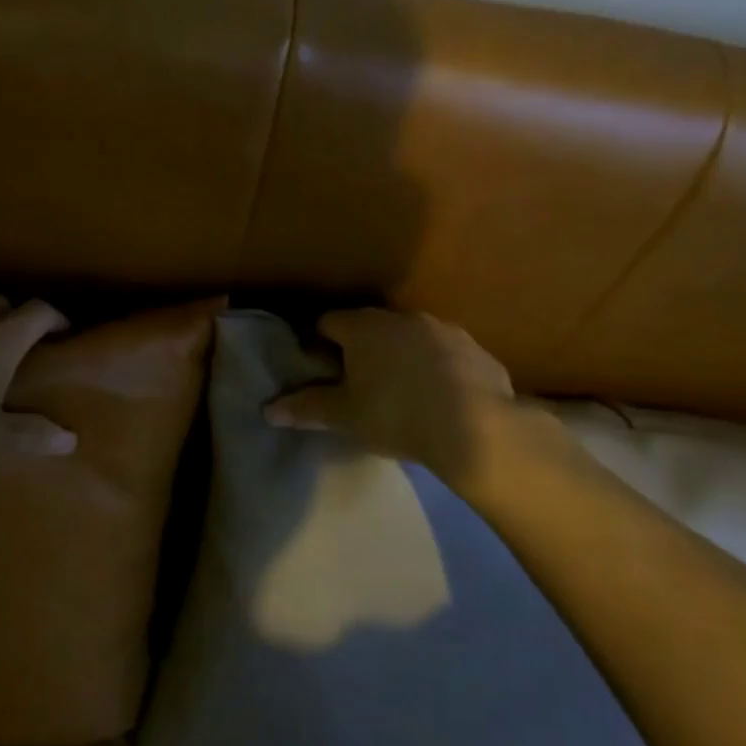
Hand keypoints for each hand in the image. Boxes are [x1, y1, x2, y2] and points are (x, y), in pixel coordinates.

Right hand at [265, 309, 520, 479]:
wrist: (477, 428)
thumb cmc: (396, 415)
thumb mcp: (345, 416)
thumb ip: (306, 407)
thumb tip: (268, 408)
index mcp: (364, 327)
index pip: (328, 322)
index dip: (318, 343)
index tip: (319, 368)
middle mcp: (402, 317)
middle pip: (370, 326)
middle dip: (361, 348)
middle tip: (357, 383)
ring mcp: (443, 329)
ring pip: (410, 337)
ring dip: (401, 355)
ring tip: (400, 390)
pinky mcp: (476, 349)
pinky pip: (445, 354)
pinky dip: (437, 368)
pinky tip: (440, 398)